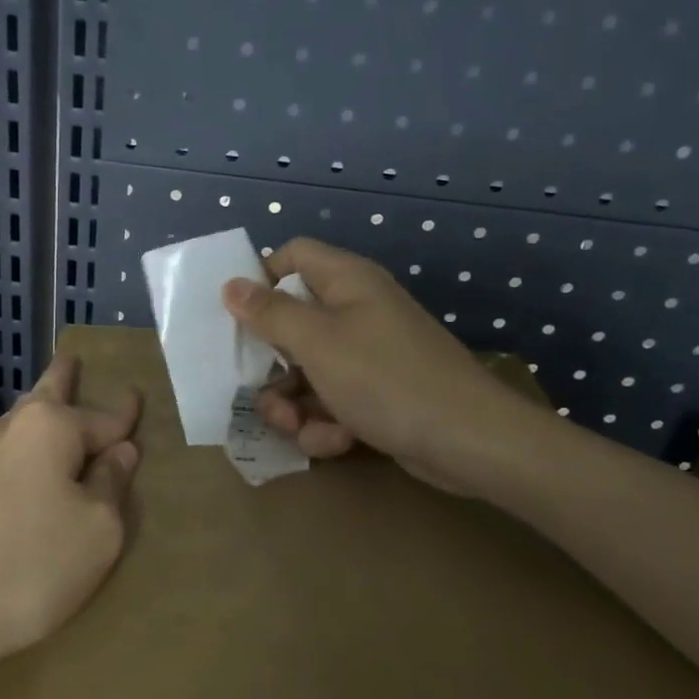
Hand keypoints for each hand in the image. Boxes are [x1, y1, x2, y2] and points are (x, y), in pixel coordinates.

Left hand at [0, 354, 141, 698]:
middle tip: (71, 359)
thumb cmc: (27, 569)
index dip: (123, 413)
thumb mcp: (96, 534)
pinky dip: (6, 466)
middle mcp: (1, 433)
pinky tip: (3, 483)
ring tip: (42, 416)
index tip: (135, 394)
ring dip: (31, 422)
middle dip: (61, 379)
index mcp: (47, 430)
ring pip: (9, 432)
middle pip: (41, 398)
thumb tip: (119, 451)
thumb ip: (111, 486)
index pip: (99, 417)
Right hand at [222, 237, 556, 494]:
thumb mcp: (317, 342)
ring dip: (294, 404)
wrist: (467, 441)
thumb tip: (231, 284)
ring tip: (298, 428)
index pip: (293, 256)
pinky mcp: (377, 393)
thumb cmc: (385, 378)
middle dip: (272, 365)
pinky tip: (335, 442)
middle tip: (260, 392)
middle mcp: (356, 311)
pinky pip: (333, 400)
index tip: (238, 317)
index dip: (262, 279)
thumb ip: (270, 313)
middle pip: (292, 324)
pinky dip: (326, 422)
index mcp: (346, 282)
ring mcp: (368, 354)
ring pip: (307, 371)